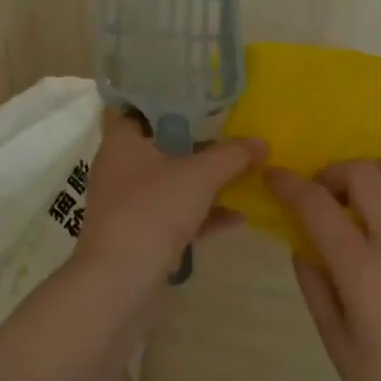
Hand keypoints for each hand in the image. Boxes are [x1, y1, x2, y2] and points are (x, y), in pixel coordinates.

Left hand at [75, 111, 265, 286]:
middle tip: (233, 134)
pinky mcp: (139, 234)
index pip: (143, 106)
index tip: (206, 98)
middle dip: (199, 143)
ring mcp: (128, 203)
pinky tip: (236, 216)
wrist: (119, 282)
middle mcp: (120, 167)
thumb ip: (232, 155)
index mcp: (122, 141)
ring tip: (242, 174)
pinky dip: (202, 213)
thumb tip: (261, 142)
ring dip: (204, 181)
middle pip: (163, 145)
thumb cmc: (152, 210)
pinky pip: (175, 214)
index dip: (174, 100)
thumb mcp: (199, 175)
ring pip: (171, 182)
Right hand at [268, 159, 380, 380]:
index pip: (317, 206)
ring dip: (369, 172)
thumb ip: (315, 287)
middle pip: (362, 172)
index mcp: (364, 271)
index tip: (271, 177)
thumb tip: (301, 246)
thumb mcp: (337, 345)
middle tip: (318, 197)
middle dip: (330, 173)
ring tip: (356, 199)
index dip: (289, 185)